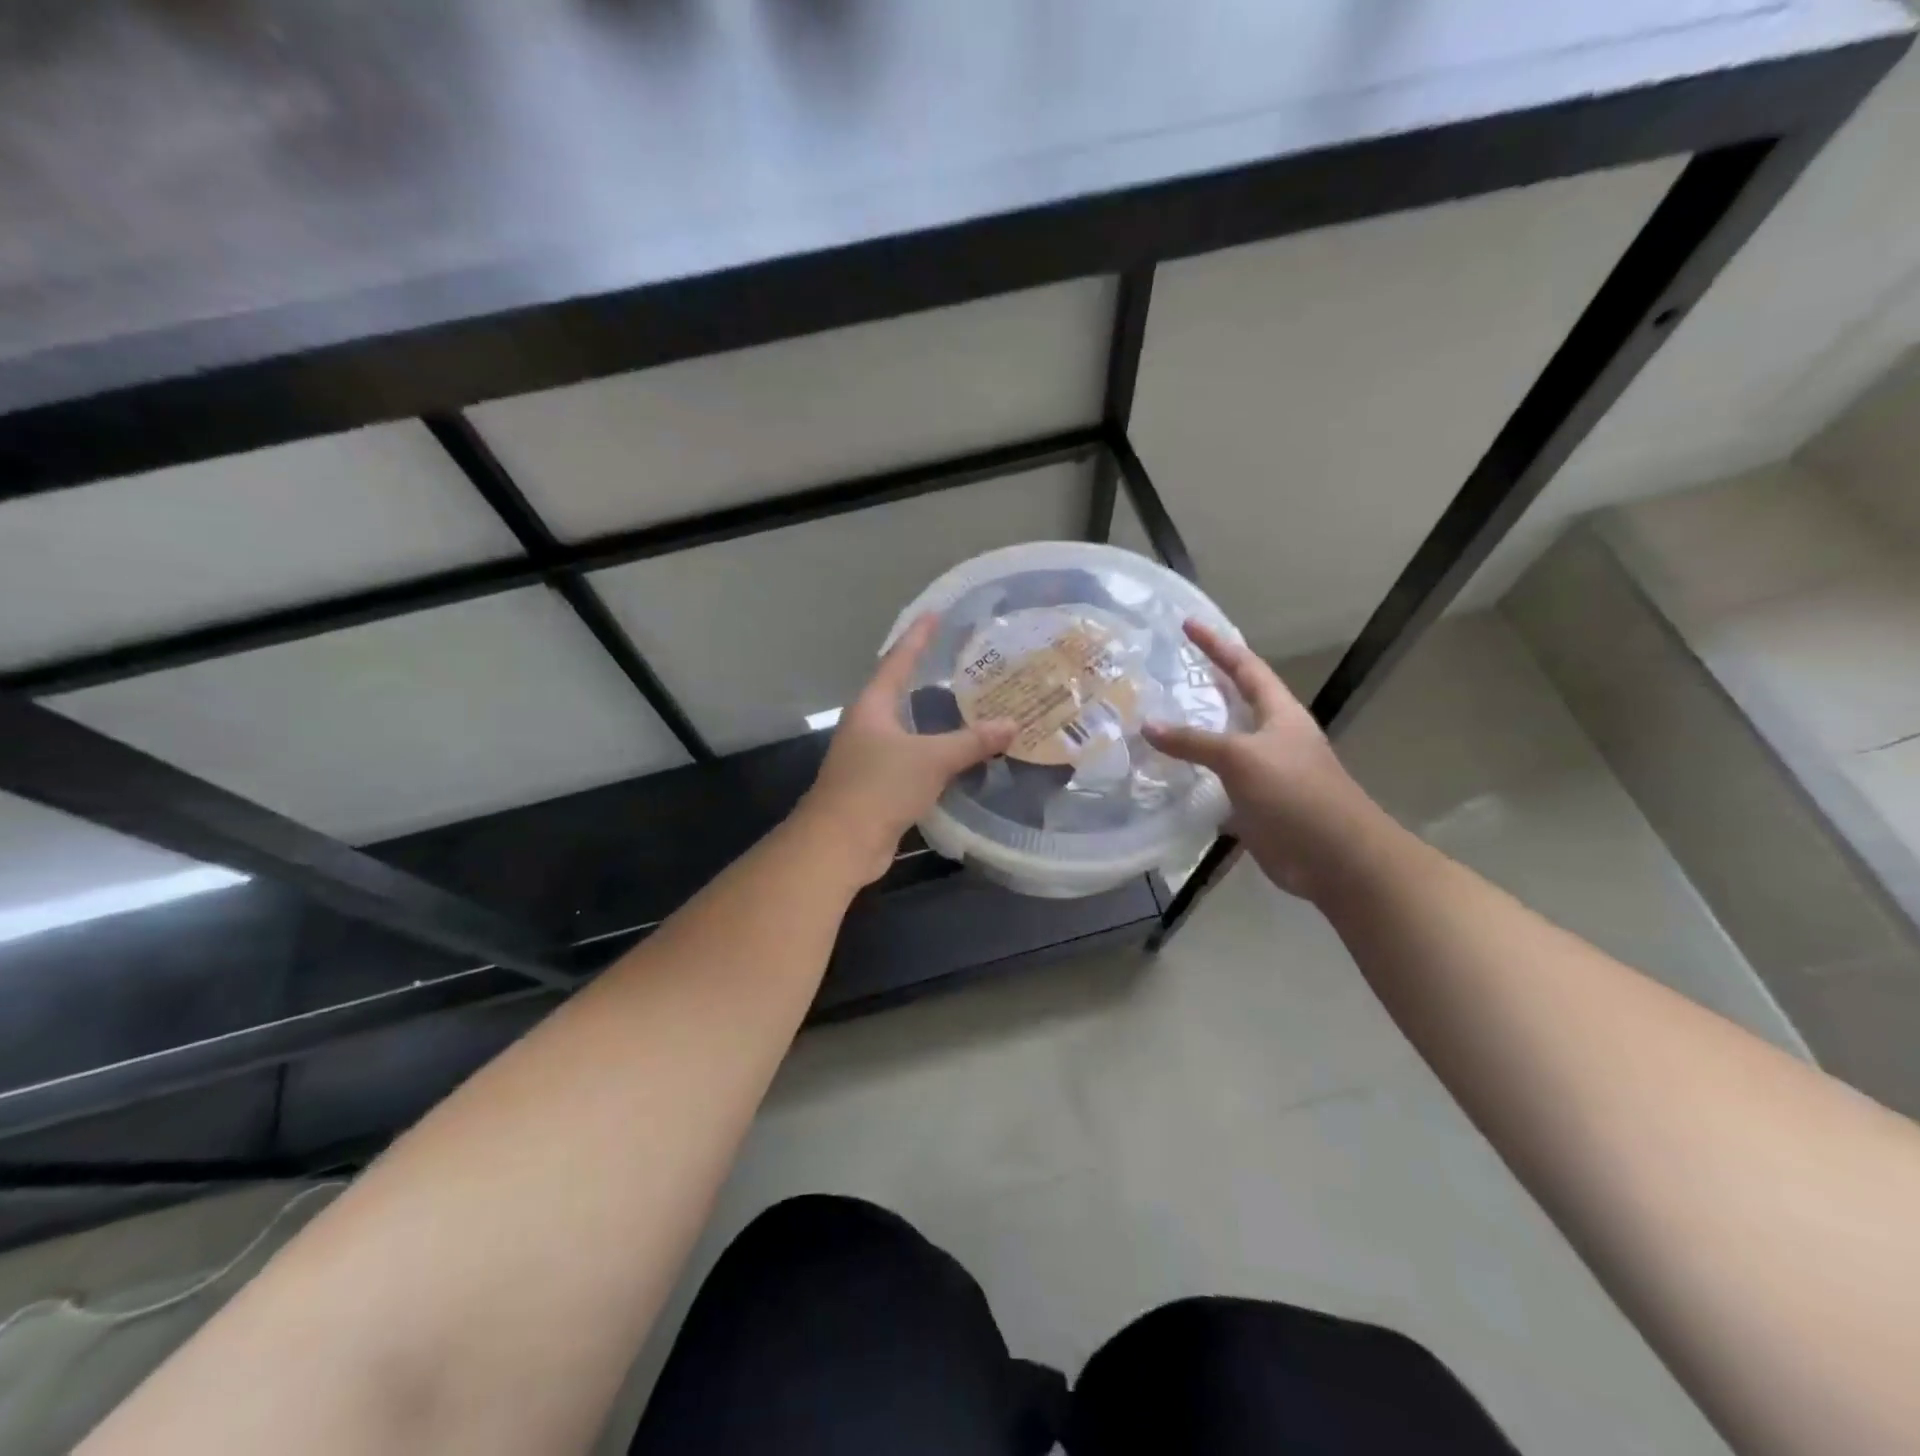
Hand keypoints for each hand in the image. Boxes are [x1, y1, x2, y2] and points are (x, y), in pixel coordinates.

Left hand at [797, 613, 1015, 885]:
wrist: (840, 843)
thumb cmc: (879, 787)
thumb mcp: (931, 759)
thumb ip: (972, 742)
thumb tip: (1012, 725)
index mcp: (873, 706)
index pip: (898, 660)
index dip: (918, 637)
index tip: (935, 614)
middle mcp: (868, 725)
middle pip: (901, 692)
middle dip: (929, 677)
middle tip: (963, 662)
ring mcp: (871, 756)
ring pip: (909, 729)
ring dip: (936, 719)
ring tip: (970, 705)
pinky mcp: (879, 785)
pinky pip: (913, 759)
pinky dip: (937, 753)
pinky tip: (960, 755)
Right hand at [1143, 621, 1386, 900]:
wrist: (1334, 857)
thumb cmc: (1295, 793)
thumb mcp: (1241, 757)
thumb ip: (1193, 741)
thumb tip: (1147, 725)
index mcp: (1279, 713)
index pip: (1244, 666)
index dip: (1217, 644)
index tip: (1187, 624)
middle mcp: (1271, 737)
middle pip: (1234, 703)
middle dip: (1203, 687)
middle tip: (1165, 674)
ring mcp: (1263, 773)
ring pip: (1221, 746)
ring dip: (1192, 736)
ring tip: (1153, 722)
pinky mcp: (1253, 805)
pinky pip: (1216, 784)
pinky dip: (1192, 779)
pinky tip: (1165, 777)